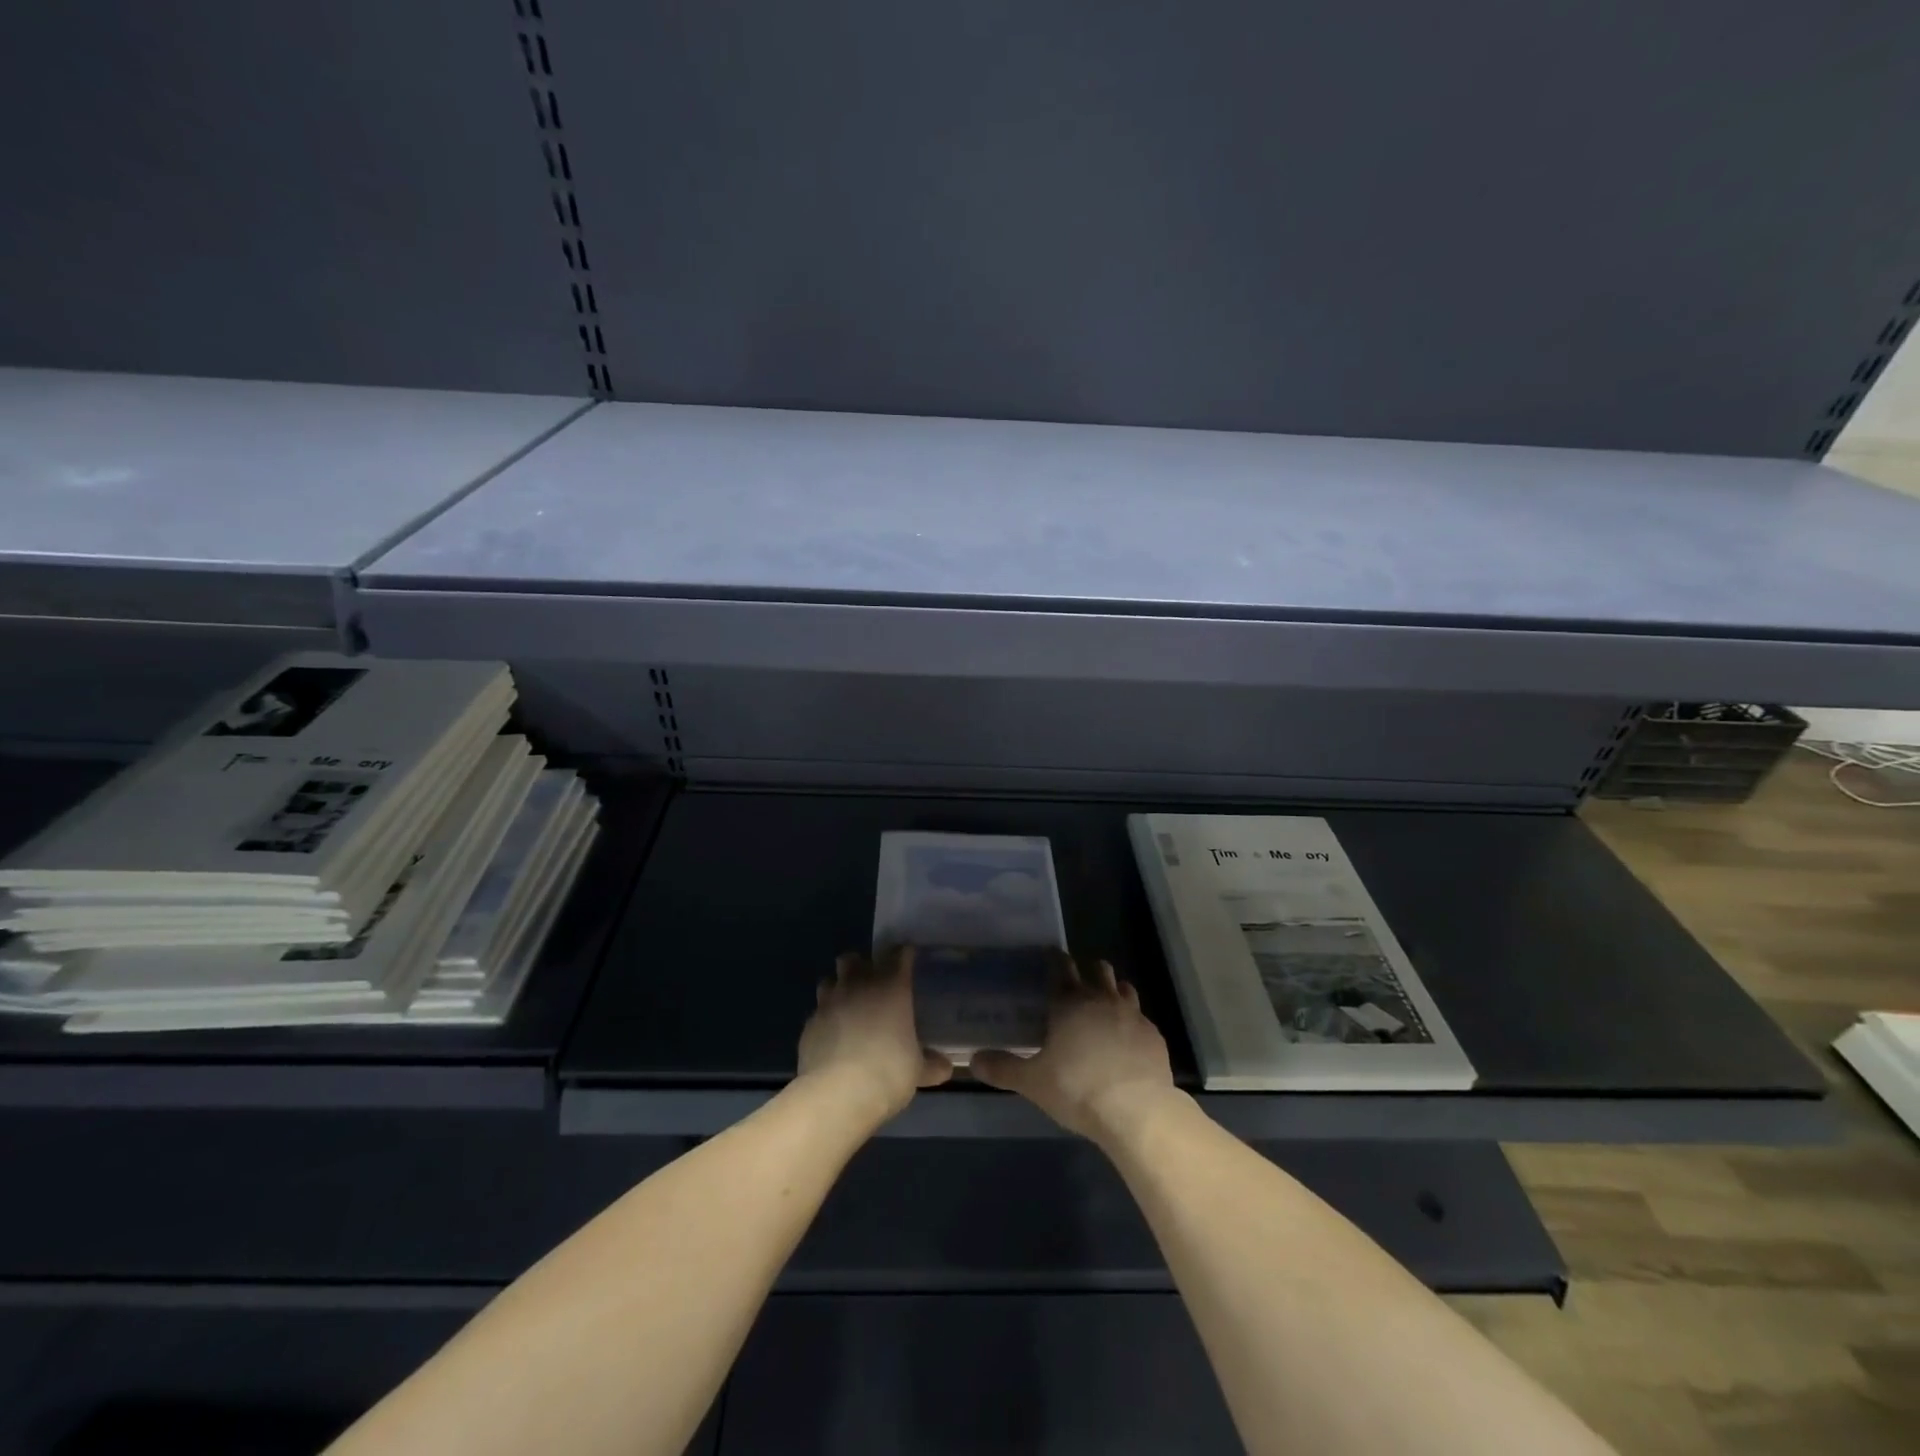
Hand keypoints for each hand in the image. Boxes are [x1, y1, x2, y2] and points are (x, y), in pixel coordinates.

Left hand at [795, 947, 952, 1124]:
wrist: (838, 1093)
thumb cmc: (888, 1071)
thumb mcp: (917, 1070)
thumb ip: (931, 1064)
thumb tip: (946, 1066)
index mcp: (891, 986)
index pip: (898, 954)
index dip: (904, 954)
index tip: (908, 958)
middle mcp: (858, 985)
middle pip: (852, 958)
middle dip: (860, 966)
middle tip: (870, 984)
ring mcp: (829, 1002)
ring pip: (829, 980)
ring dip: (838, 989)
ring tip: (847, 1007)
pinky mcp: (809, 1024)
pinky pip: (817, 1012)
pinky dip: (825, 1019)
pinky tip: (832, 1037)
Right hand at [970, 956, 1177, 1144]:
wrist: (1137, 1110)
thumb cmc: (1078, 1089)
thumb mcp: (1033, 1082)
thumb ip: (1003, 1068)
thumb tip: (973, 1059)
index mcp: (1069, 1003)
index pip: (1061, 969)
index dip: (1055, 960)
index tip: (1051, 955)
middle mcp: (1102, 999)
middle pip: (1098, 970)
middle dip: (1088, 969)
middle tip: (1076, 980)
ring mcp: (1132, 1015)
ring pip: (1123, 987)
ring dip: (1113, 989)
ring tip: (1104, 1002)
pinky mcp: (1153, 1035)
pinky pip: (1141, 1018)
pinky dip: (1131, 1021)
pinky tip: (1126, 1039)